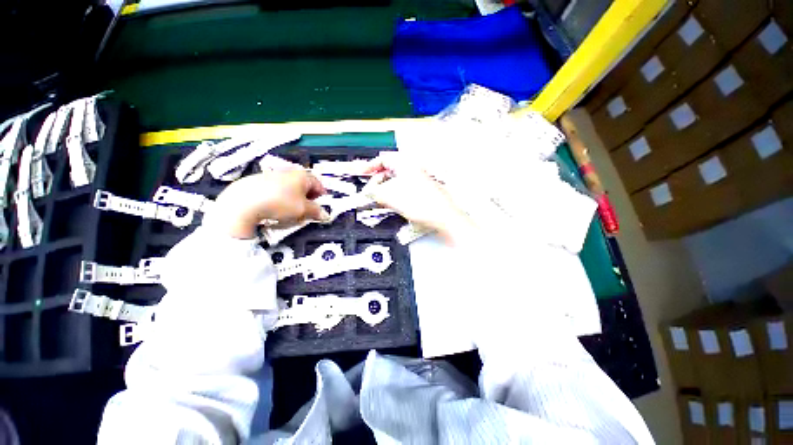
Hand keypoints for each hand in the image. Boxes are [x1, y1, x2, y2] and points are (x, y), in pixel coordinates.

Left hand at [206, 170, 329, 238]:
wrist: (243, 203)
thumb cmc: (281, 204)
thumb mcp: (303, 210)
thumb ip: (316, 212)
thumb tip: (326, 215)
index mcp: (302, 176)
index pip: (319, 185)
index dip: (321, 197)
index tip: (320, 207)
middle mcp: (289, 172)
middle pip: (304, 185)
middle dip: (307, 198)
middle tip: (306, 210)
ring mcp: (272, 175)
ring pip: (290, 187)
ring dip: (294, 198)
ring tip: (289, 210)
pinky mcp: (258, 180)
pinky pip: (276, 189)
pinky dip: (280, 196)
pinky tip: (273, 206)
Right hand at [365, 153, 473, 241]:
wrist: (444, 217)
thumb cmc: (419, 204)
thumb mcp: (392, 197)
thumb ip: (375, 192)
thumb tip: (368, 190)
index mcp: (406, 164)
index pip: (383, 158)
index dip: (370, 166)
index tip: (362, 175)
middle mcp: (413, 168)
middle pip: (390, 168)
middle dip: (378, 178)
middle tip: (371, 189)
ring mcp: (420, 178)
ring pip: (397, 178)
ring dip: (386, 186)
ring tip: (381, 197)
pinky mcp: (423, 189)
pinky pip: (405, 186)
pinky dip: (396, 191)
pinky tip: (394, 201)